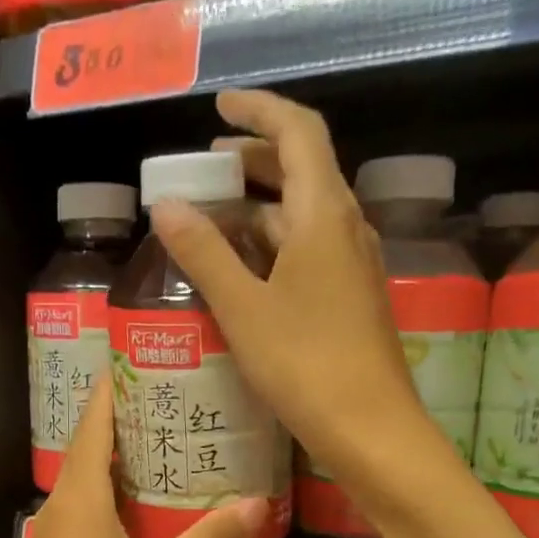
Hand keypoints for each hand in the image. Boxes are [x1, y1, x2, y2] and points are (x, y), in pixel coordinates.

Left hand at [2, 379, 266, 537]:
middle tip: (184, 397)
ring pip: (91, 477)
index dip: (119, 383)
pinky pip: (91, 506)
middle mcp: (62, 502)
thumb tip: (259, 504)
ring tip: (177, 441)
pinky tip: (154, 505)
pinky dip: (121, 491)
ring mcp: (58, 532)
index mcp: (80, 494)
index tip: (156, 357)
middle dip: (132, 416)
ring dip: (127, 456)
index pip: (95, 418)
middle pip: (93, 442)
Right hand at [149, 89, 432, 491]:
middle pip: (303, 170)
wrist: (371, 428)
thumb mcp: (243, 308)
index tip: (219, 109)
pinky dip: (275, 244)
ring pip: (305, 214)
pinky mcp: (352, 297)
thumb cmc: (305, 364)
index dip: (259, 111)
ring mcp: (354, 264)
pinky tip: (245, 269)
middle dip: (254, 160)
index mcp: (323, 214)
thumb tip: (167, 206)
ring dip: (261, 207)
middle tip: (207, 168)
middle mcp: (346, 227)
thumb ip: (204, 254)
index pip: (297, 133)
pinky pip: (311, 250)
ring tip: (214, 218)